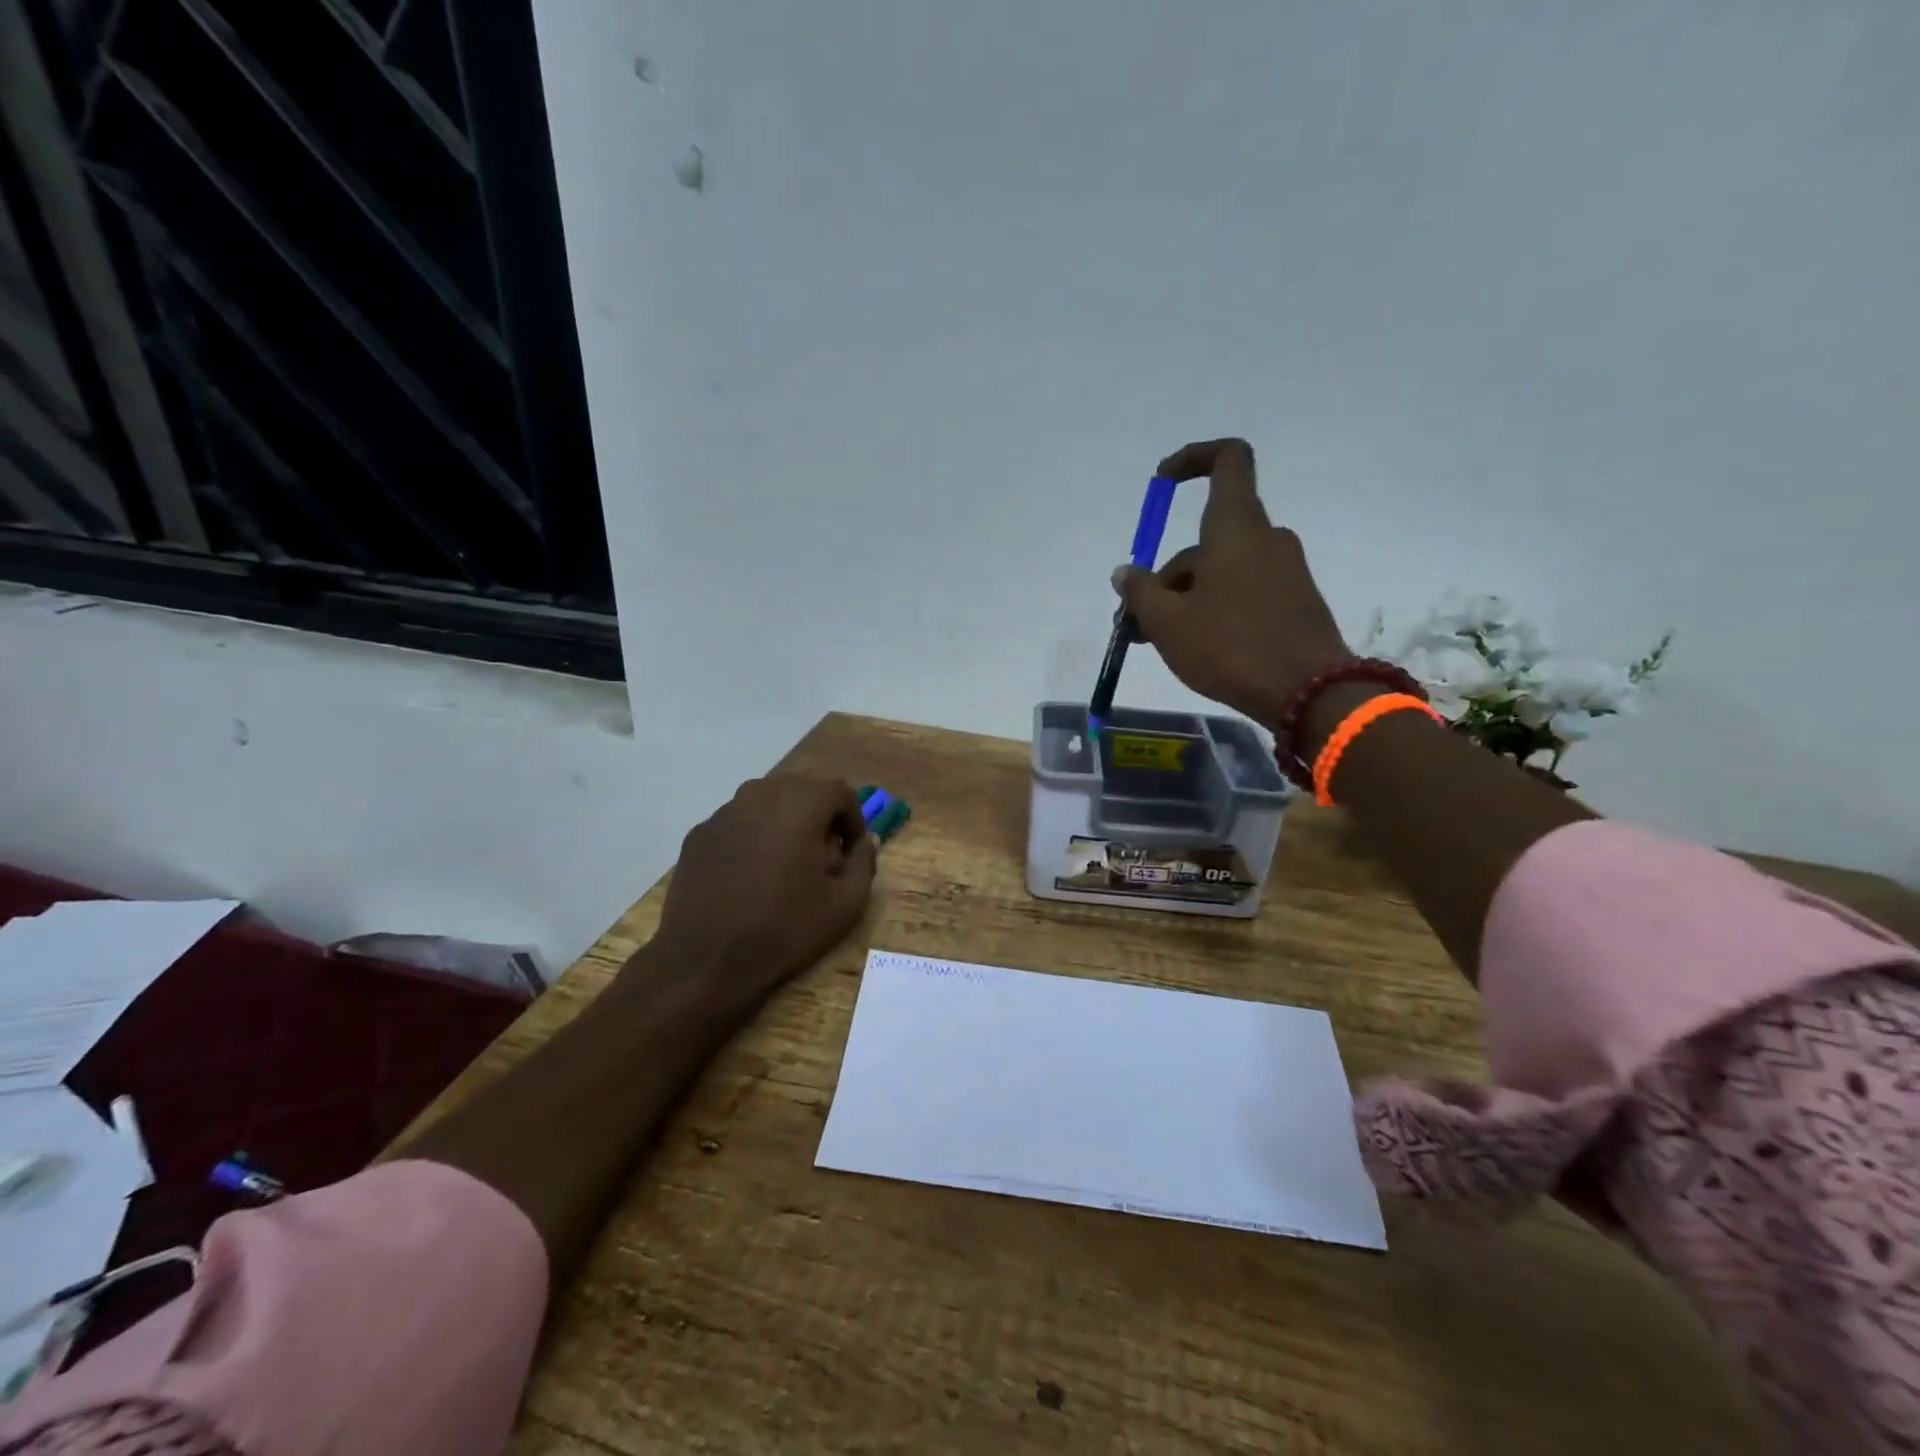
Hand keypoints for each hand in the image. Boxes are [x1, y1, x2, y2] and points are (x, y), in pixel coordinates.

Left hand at [652, 775, 876, 1012]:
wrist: (705, 960)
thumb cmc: (783, 929)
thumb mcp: (845, 904)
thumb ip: (865, 862)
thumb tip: (865, 841)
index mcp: (800, 804)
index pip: (840, 792)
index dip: (853, 820)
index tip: (851, 853)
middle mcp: (760, 794)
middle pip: (803, 791)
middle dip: (819, 818)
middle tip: (822, 859)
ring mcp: (724, 812)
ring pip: (768, 804)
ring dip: (785, 825)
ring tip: (785, 867)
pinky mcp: (699, 833)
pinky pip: (739, 823)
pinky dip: (753, 838)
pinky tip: (749, 877)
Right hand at [1114, 439, 1351, 730]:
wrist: (1311, 693)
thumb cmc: (1231, 647)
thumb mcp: (1168, 623)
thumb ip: (1140, 592)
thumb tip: (1126, 573)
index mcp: (1235, 529)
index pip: (1227, 460)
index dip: (1193, 458)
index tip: (1162, 483)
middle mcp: (1265, 539)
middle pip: (1206, 540)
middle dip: (1166, 576)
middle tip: (1136, 623)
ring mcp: (1285, 571)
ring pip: (1221, 570)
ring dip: (1185, 598)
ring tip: (1158, 643)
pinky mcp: (1295, 601)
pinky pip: (1243, 591)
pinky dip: (1214, 608)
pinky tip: (1197, 647)